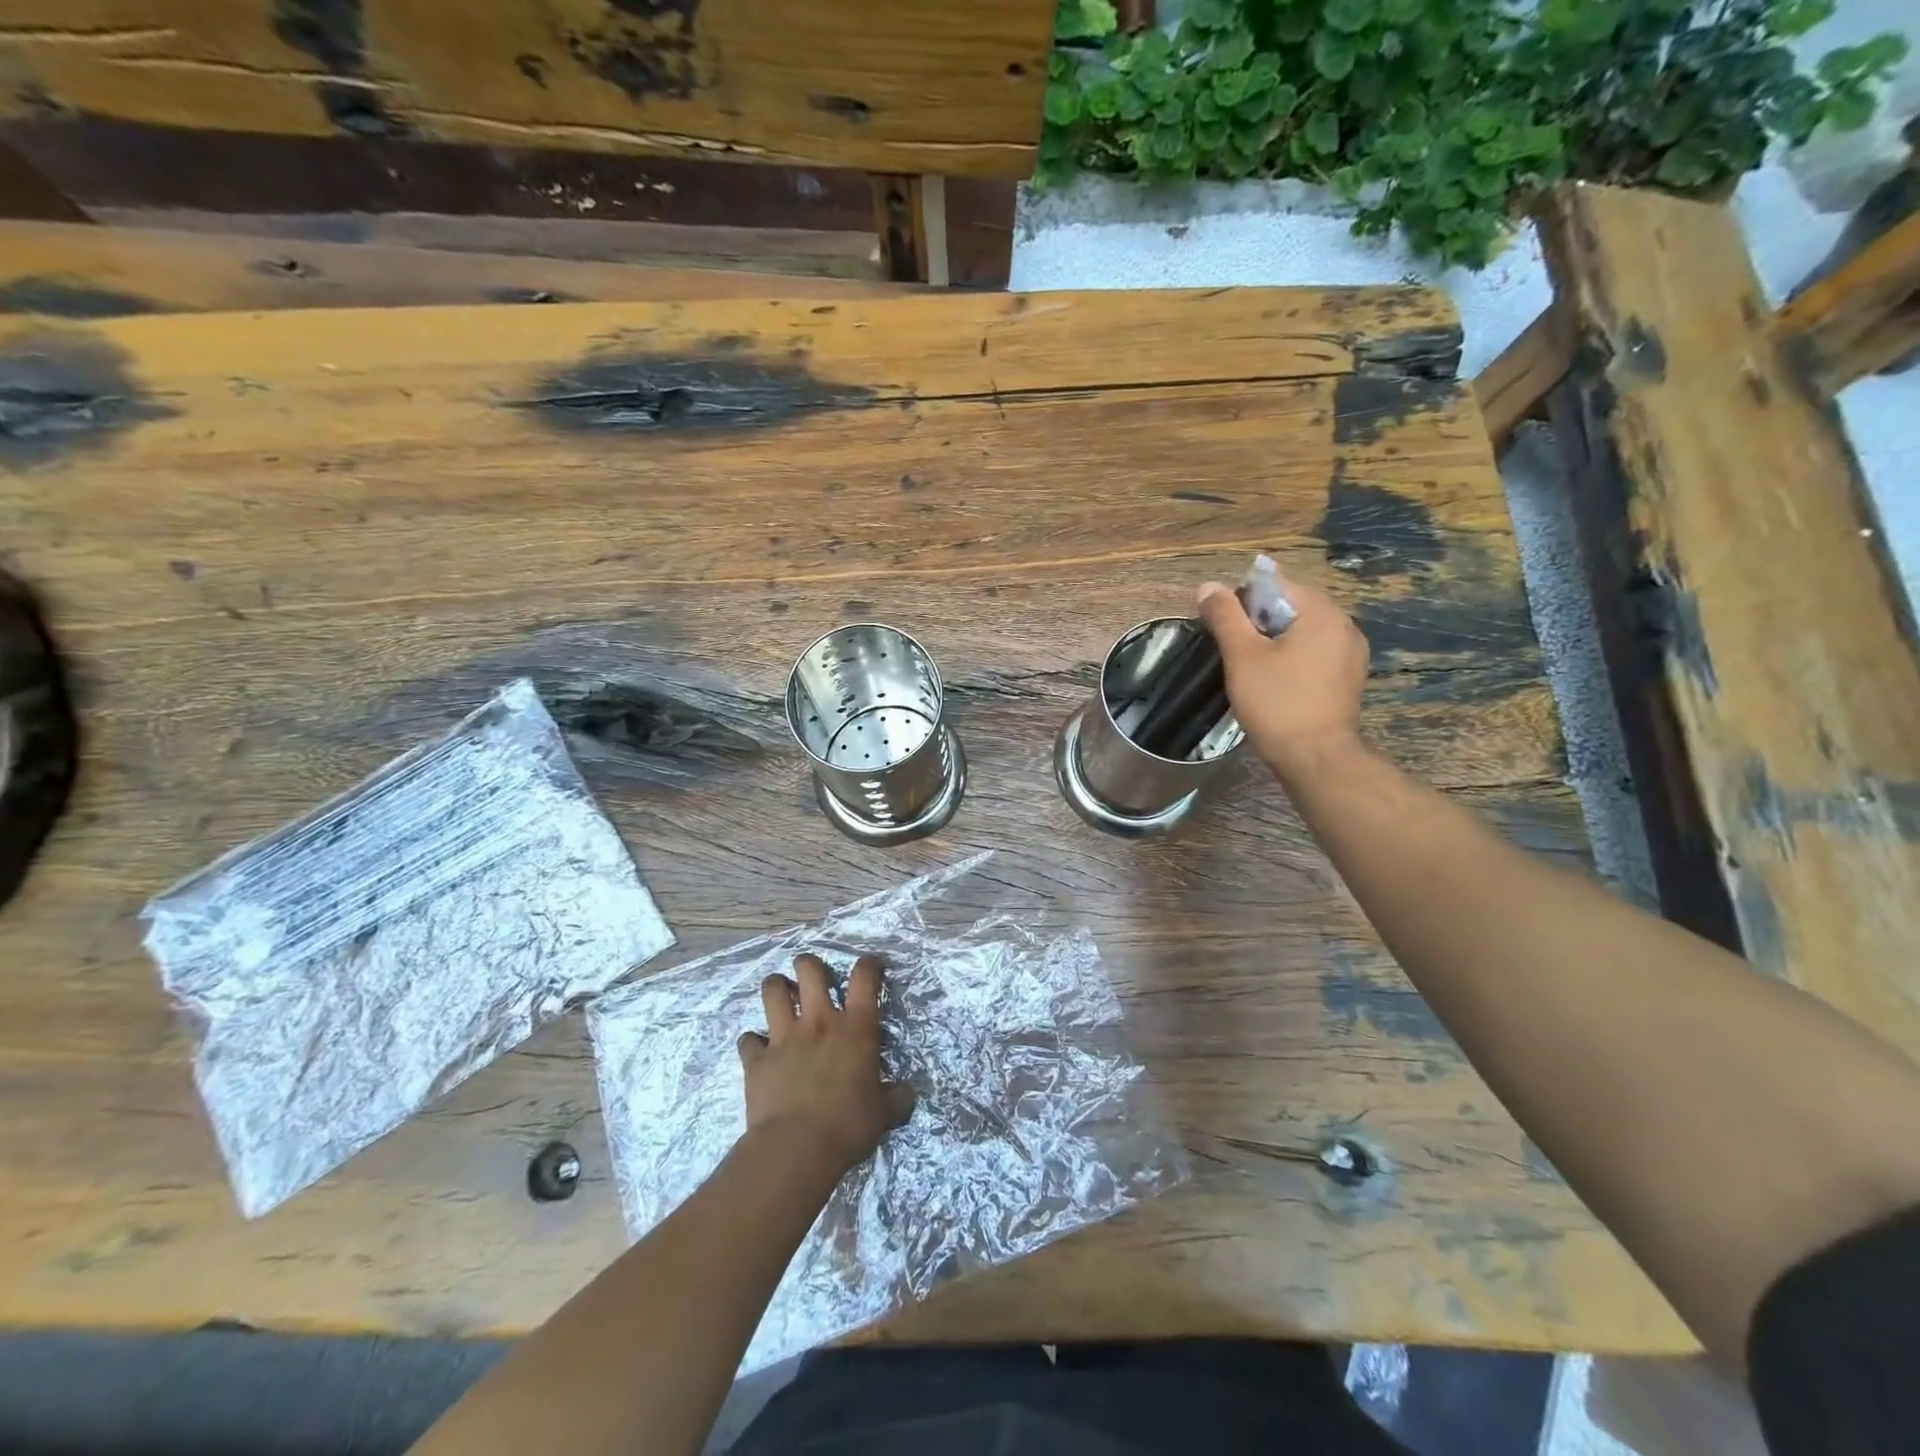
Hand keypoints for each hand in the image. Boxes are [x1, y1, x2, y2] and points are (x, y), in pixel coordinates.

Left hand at [738, 953, 915, 1178]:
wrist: (795, 1149)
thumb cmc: (847, 1127)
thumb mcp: (883, 1114)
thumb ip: (895, 1098)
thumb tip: (906, 1094)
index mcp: (855, 1028)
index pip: (864, 978)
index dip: (868, 965)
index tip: (870, 965)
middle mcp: (819, 1022)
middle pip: (810, 970)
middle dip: (809, 965)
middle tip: (811, 975)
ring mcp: (783, 1037)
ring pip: (772, 991)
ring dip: (776, 988)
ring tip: (780, 994)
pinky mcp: (756, 1059)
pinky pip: (748, 1039)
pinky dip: (752, 1041)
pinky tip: (757, 1049)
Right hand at [1197, 574, 1368, 778]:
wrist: (1316, 758)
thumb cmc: (1277, 702)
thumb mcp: (1242, 656)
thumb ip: (1225, 616)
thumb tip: (1207, 586)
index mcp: (1322, 612)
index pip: (1275, 585)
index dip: (1242, 602)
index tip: (1225, 631)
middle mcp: (1344, 625)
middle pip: (1290, 607)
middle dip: (1258, 624)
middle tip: (1234, 654)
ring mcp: (1351, 653)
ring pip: (1301, 633)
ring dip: (1274, 643)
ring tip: (1251, 671)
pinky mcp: (1348, 678)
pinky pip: (1313, 654)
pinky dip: (1291, 660)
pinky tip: (1275, 684)